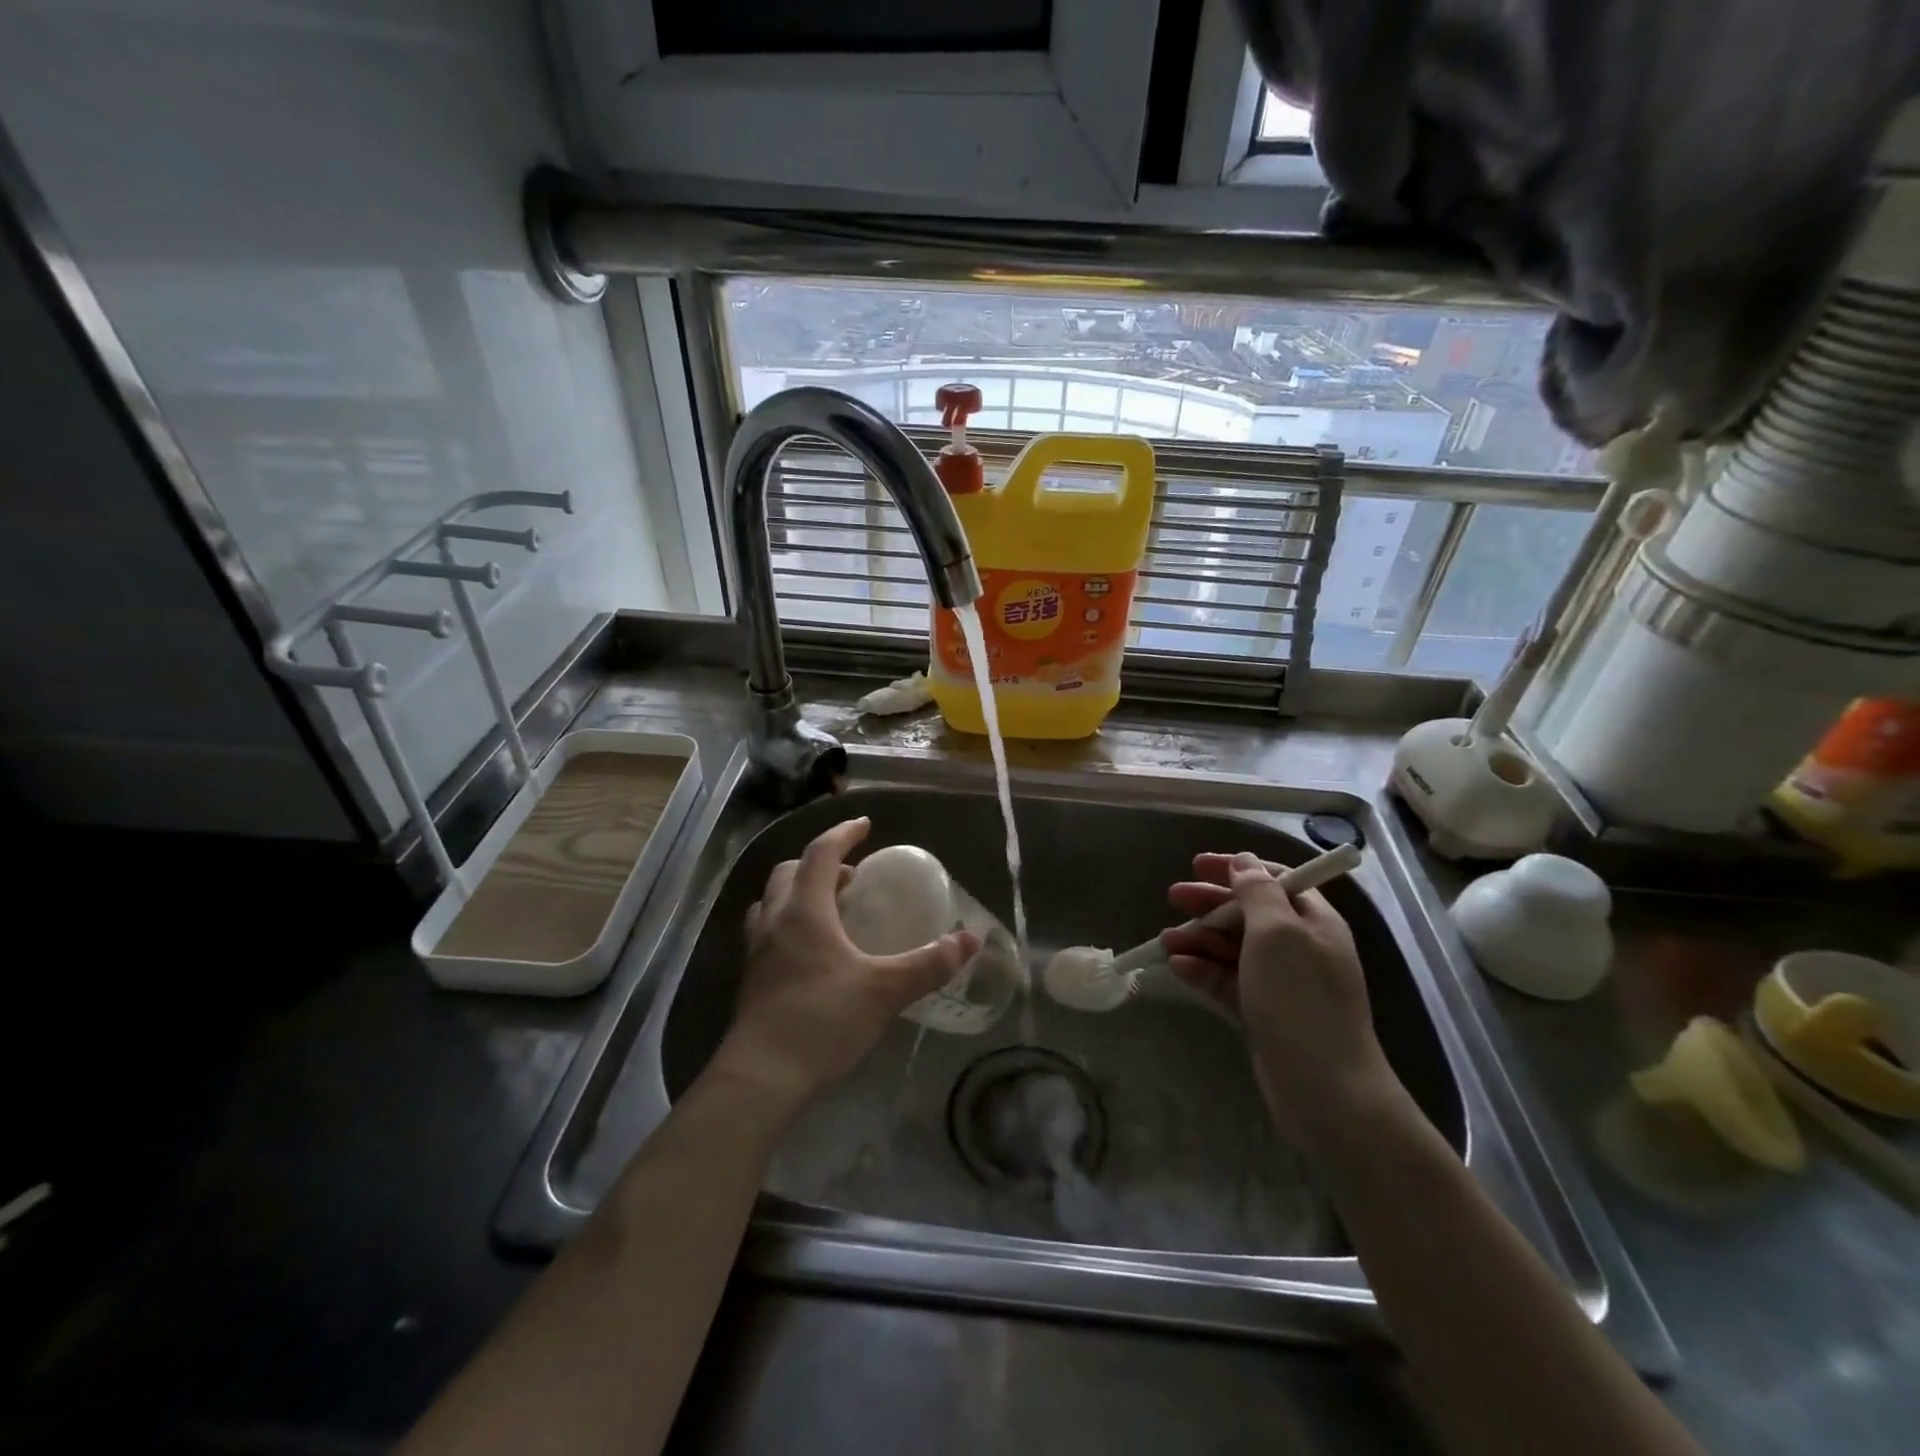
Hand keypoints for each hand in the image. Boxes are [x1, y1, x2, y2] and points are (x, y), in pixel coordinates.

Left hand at [710, 818, 979, 1108]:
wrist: (761, 1076)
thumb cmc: (822, 1020)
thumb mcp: (885, 990)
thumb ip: (928, 964)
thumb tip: (969, 941)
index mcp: (805, 910)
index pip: (821, 853)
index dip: (844, 834)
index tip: (865, 825)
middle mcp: (776, 920)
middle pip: (790, 872)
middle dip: (822, 864)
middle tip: (853, 878)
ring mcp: (757, 949)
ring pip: (773, 901)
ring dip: (800, 893)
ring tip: (832, 911)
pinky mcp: (751, 978)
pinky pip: (769, 931)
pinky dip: (790, 923)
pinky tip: (814, 952)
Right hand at [1160, 852, 1400, 1149]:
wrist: (1326, 1091)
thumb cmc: (1301, 1000)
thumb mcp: (1277, 934)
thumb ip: (1258, 893)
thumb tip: (1244, 862)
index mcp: (1314, 922)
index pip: (1276, 879)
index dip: (1238, 869)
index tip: (1198, 865)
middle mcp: (1300, 948)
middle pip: (1250, 912)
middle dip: (1211, 903)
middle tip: (1174, 897)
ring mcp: (1282, 983)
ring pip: (1234, 948)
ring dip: (1200, 939)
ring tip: (1166, 940)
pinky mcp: (1264, 1013)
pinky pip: (1228, 982)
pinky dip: (1203, 971)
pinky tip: (1177, 967)